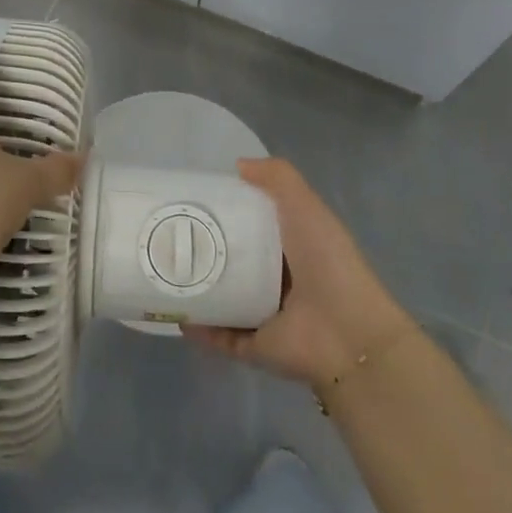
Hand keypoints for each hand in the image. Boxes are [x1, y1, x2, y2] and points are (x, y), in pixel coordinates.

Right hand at [186, 157, 413, 387]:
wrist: (348, 334)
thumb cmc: (327, 262)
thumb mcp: (306, 206)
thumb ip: (278, 178)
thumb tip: (238, 165)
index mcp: (291, 245)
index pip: (253, 225)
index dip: (227, 212)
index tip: (193, 200)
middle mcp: (279, 279)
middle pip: (234, 260)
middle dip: (204, 250)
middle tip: (169, 235)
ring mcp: (267, 315)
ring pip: (224, 298)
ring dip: (198, 289)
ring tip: (164, 272)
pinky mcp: (256, 347)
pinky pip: (222, 336)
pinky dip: (200, 328)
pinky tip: (176, 313)